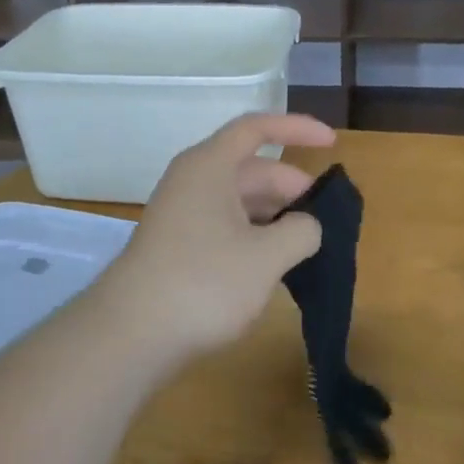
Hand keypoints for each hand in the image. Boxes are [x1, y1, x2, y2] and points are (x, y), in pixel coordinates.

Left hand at [100, 112, 334, 355]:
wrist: (130, 334)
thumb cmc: (203, 282)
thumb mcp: (266, 257)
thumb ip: (301, 232)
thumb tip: (307, 226)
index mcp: (210, 166)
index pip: (257, 128)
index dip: (297, 129)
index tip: (332, 143)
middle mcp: (193, 181)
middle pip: (251, 168)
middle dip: (291, 186)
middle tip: (325, 217)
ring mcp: (182, 214)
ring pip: (238, 200)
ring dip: (274, 215)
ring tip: (306, 243)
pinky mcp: (178, 245)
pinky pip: (224, 224)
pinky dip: (254, 235)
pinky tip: (273, 263)